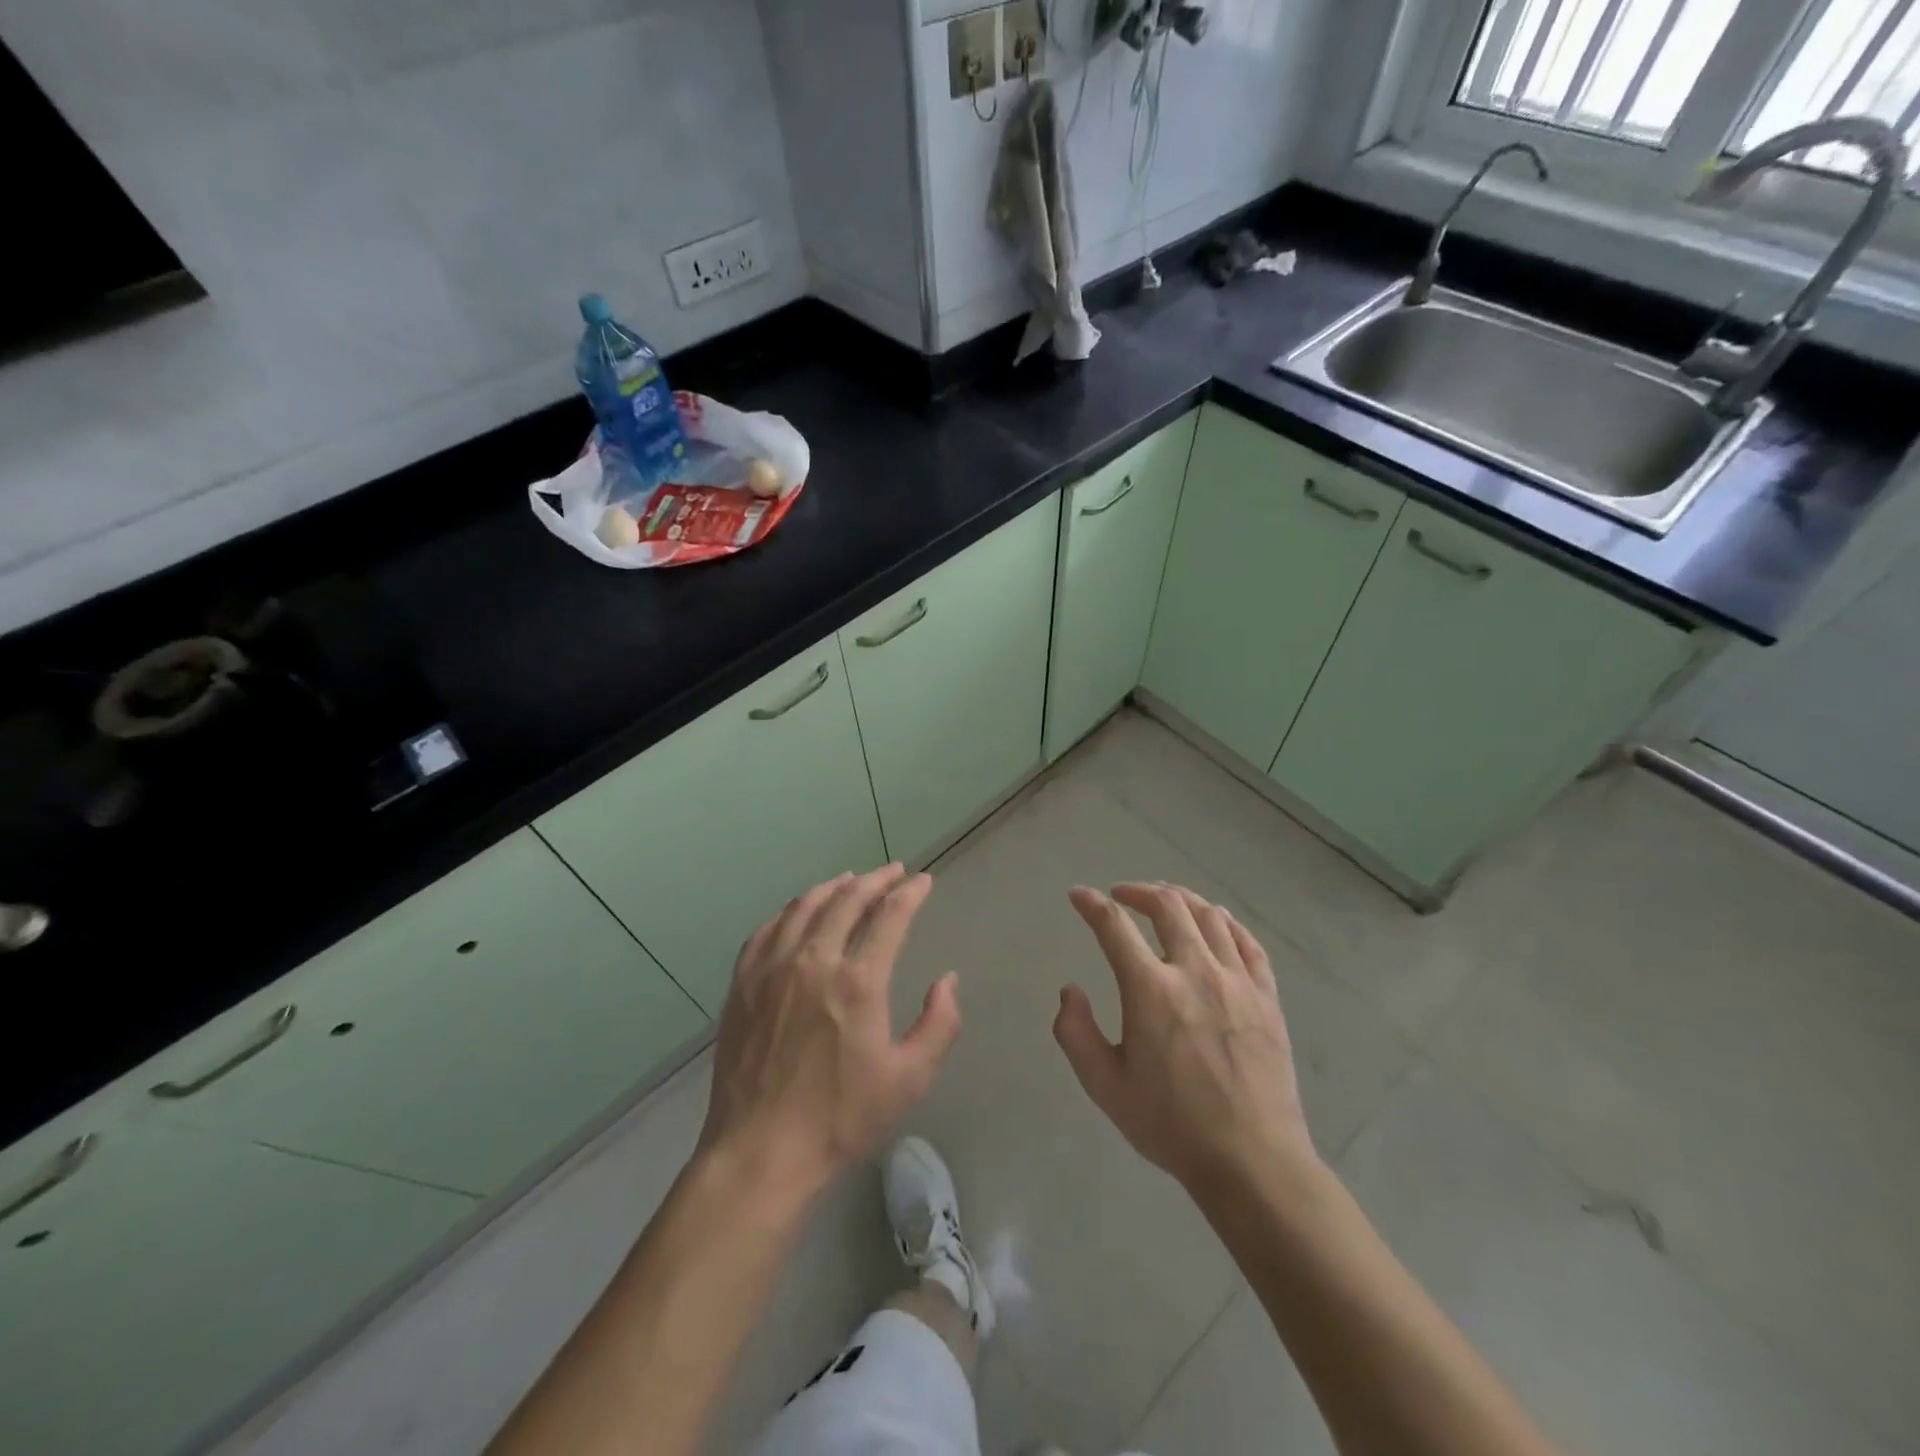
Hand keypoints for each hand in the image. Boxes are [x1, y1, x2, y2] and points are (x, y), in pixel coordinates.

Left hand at [699, 865, 960, 1199]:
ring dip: (833, 887)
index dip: (911, 893)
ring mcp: (771, 969)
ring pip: (804, 907)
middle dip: (876, 880)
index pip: (890, 916)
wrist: (761, 1153)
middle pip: (847, 899)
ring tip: (850, 880)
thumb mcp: (909, 1080)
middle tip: (893, 872)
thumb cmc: (841, 1119)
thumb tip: (947, 980)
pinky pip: (767, 930)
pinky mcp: (743, 984)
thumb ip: (939, 1024)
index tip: (924, 881)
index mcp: (858, 982)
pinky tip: (798, 912)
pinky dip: (789, 911)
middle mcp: (813, 961)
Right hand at [1054, 882, 1317, 1196]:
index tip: (1078, 895)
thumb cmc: (1171, 1124)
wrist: (1252, 1161)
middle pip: (1167, 906)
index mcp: (1151, 989)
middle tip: (1121, 895)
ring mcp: (1237, 981)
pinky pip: (1248, 942)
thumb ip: (1075, 1033)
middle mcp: (1195, 971)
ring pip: (1209, 915)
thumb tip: (1070, 990)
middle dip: (1138, 891)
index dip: (1091, 904)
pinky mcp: (1267, 997)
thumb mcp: (1105, 1086)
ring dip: (1181, 899)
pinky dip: (1226, 922)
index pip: (1114, 926)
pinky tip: (1216, 922)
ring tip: (1165, 901)